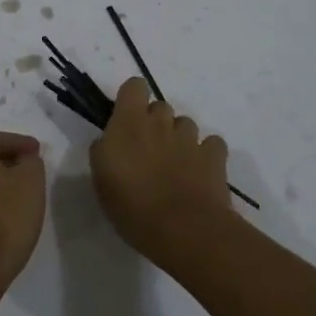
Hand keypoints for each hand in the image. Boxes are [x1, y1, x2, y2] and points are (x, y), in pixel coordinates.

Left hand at [0, 131, 46, 290]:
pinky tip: (9, 209)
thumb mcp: (30, 182)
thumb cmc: (6, 217)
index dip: (18, 141)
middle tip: (31, 166)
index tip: (38, 151)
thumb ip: (31, 162)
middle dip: (8, 157)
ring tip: (24, 188)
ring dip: (0, 178)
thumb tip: (25, 159)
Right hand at [89, 78, 231, 260]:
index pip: (134, 86)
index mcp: (129, 122)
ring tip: (175, 166)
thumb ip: (103, 151)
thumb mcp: (101, 179)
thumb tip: (109, 141)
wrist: (183, 229)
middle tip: (148, 151)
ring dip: (179, 138)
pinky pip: (211, 144)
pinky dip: (206, 154)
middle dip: (155, 122)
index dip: (131, 98)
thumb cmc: (132, 205)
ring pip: (186, 124)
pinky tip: (200, 172)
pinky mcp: (215, 156)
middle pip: (160, 107)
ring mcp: (191, 138)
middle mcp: (161, 122)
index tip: (126, 119)